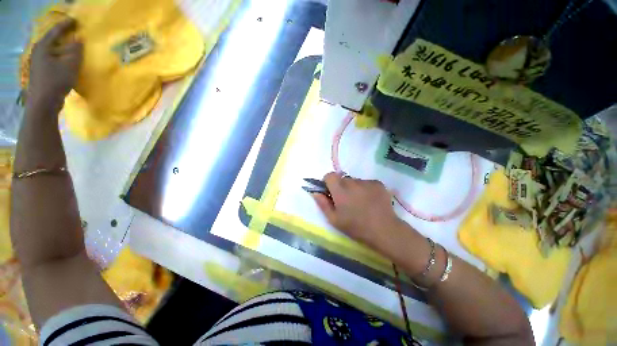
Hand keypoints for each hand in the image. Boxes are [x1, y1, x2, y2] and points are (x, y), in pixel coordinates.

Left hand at [28, 18, 82, 105]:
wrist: (43, 103)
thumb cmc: (55, 81)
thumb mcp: (70, 65)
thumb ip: (76, 51)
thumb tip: (80, 41)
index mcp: (43, 47)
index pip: (56, 31)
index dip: (66, 25)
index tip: (76, 21)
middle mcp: (39, 52)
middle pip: (54, 41)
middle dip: (65, 38)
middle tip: (76, 35)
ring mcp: (39, 64)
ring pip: (54, 52)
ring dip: (64, 50)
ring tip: (74, 49)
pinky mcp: (42, 73)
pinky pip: (54, 61)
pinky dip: (62, 59)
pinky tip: (68, 63)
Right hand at [312, 172, 403, 247]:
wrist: (384, 230)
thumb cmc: (356, 227)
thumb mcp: (334, 219)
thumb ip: (323, 204)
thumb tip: (315, 192)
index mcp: (340, 190)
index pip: (329, 175)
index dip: (328, 182)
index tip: (331, 192)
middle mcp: (352, 182)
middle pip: (342, 179)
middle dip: (341, 187)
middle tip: (347, 201)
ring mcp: (366, 181)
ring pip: (355, 181)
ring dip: (354, 188)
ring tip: (361, 202)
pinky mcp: (378, 183)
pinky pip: (366, 183)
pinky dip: (365, 189)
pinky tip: (370, 201)